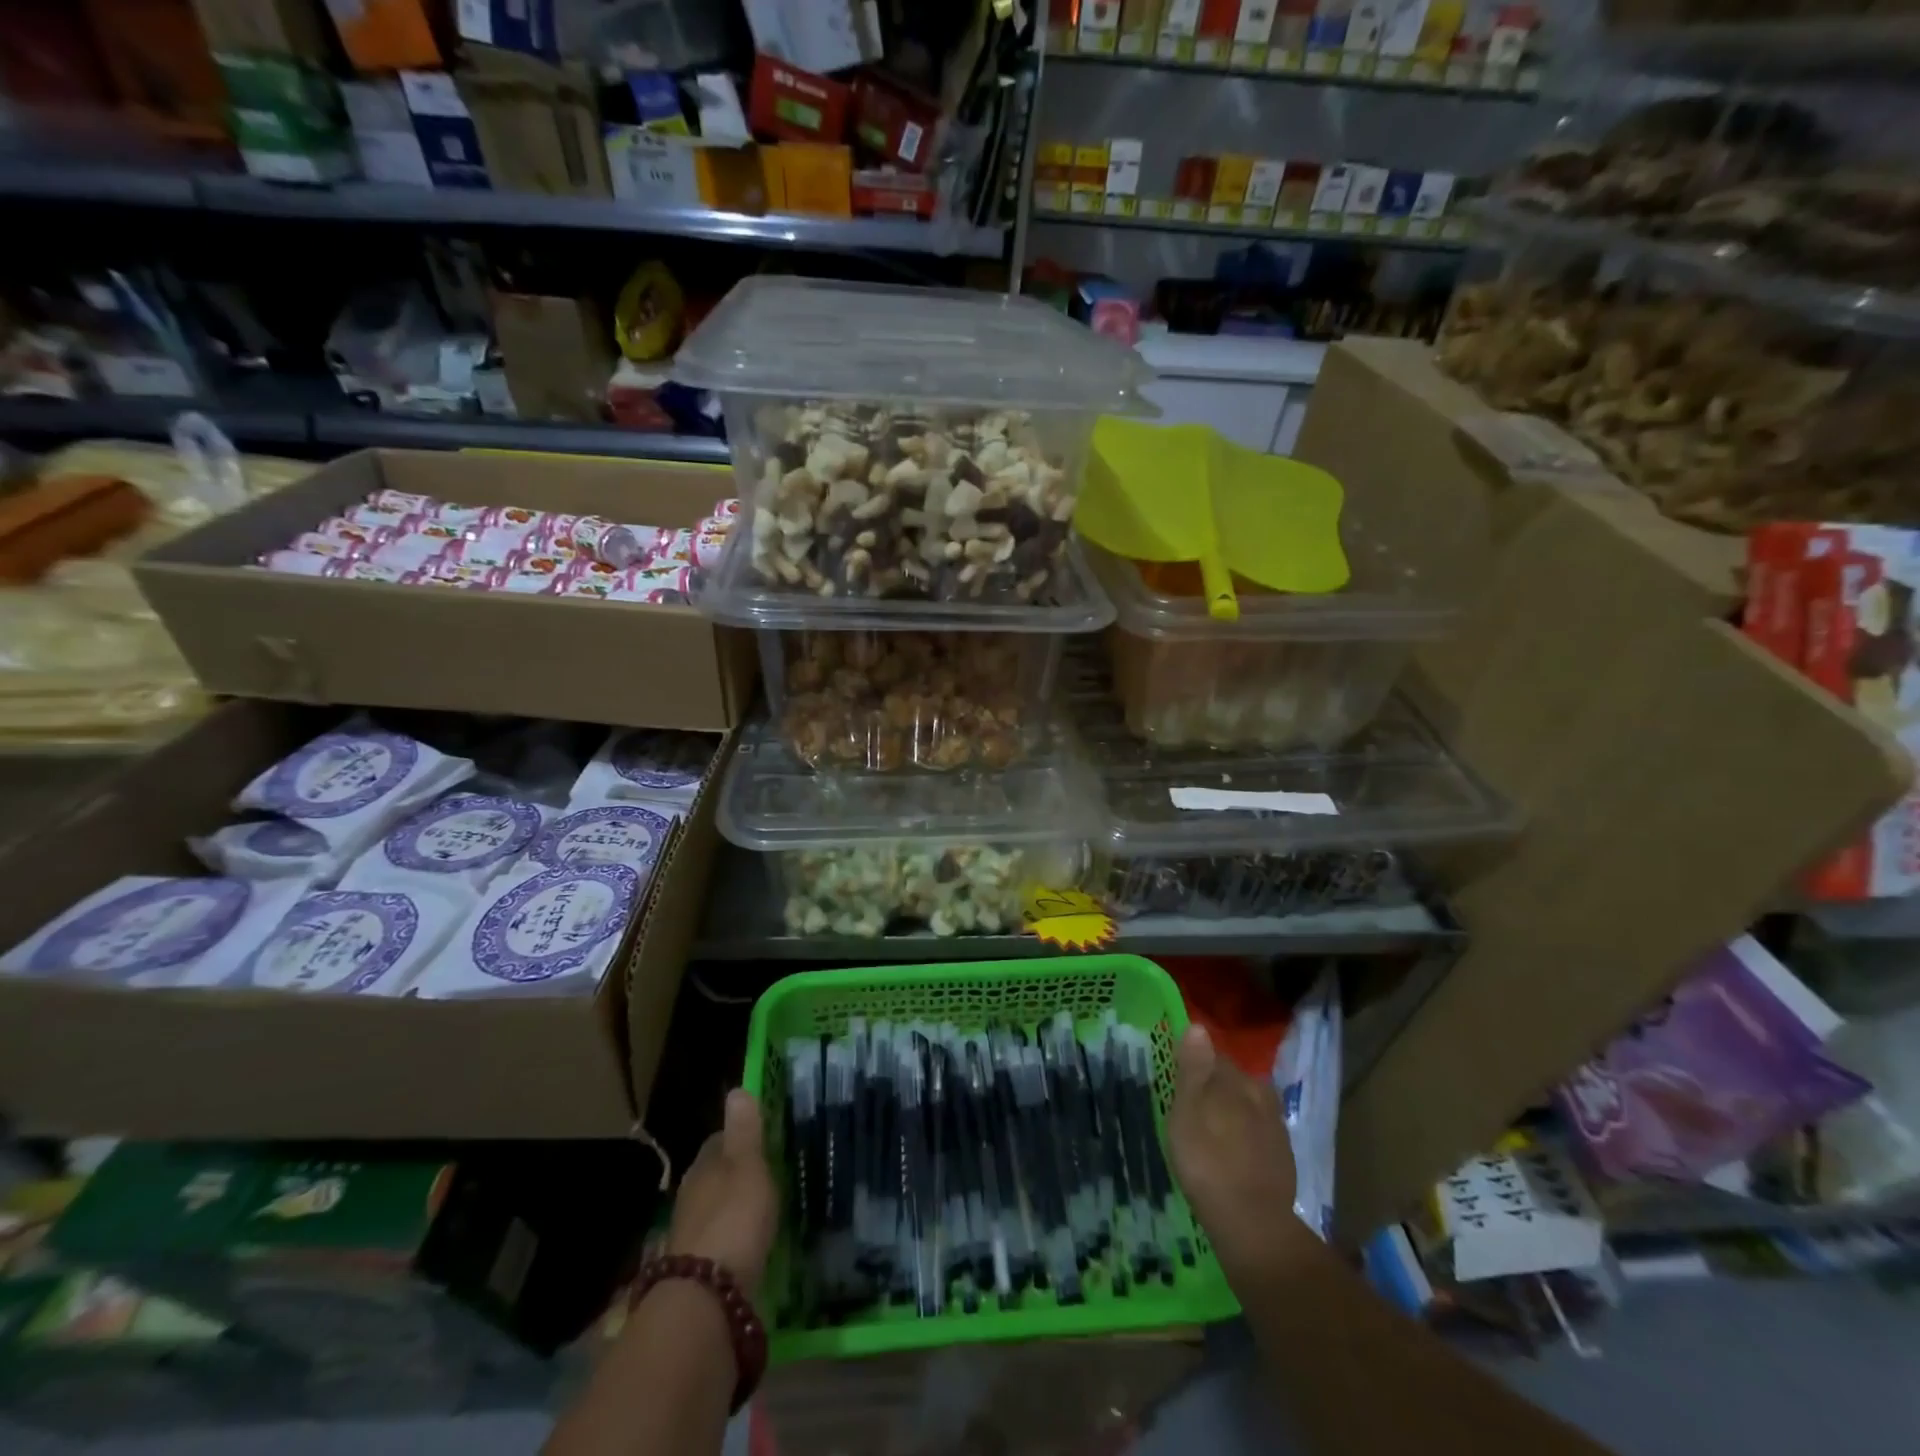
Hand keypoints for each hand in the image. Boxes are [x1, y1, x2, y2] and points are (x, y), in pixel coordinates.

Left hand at [666, 1089, 777, 1296]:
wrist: (706, 1297)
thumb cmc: (734, 1218)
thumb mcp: (748, 1166)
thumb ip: (744, 1131)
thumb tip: (736, 1089)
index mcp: (703, 1165)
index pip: (719, 1140)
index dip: (740, 1137)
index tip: (762, 1139)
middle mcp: (691, 1194)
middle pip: (715, 1174)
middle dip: (735, 1174)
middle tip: (766, 1173)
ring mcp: (690, 1233)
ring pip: (715, 1207)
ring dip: (732, 1207)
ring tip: (761, 1208)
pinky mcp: (696, 1267)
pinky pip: (718, 1239)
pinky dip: (732, 1237)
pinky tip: (748, 1244)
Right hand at [1168, 1025, 1306, 1274]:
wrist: (1253, 1224)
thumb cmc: (1207, 1162)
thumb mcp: (1186, 1112)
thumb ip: (1193, 1068)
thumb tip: (1198, 1026)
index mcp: (1234, 1079)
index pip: (1213, 1054)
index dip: (1195, 1061)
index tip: (1180, 1075)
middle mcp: (1259, 1093)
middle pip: (1234, 1079)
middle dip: (1216, 1085)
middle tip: (1193, 1104)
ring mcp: (1275, 1126)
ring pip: (1249, 1104)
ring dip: (1233, 1110)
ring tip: (1213, 1128)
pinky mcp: (1283, 1156)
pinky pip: (1259, 1130)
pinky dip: (1246, 1134)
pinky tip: (1234, 1151)